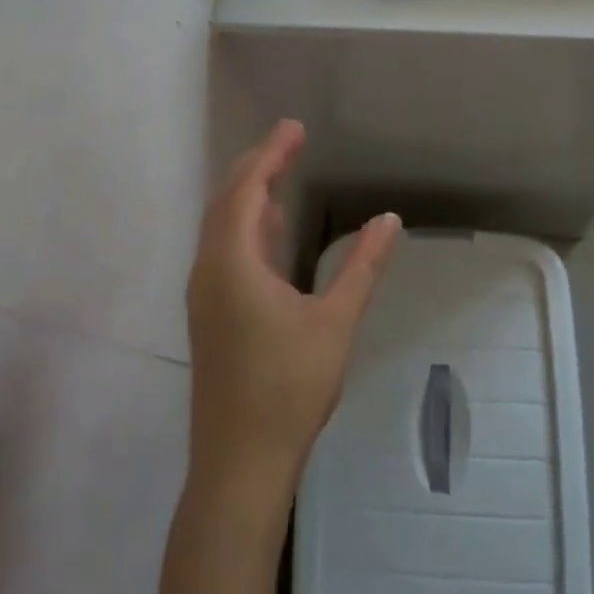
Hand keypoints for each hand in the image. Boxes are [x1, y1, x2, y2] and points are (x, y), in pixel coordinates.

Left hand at [186, 119, 401, 492]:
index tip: (295, 128)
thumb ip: (363, 267)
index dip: (271, 154)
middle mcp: (209, 270)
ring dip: (248, 196)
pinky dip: (246, 227)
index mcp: (233, 263)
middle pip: (228, 201)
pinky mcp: (209, 316)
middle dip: (257, 166)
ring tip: (279, 174)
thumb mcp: (335, 323)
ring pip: (222, 227)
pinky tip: (270, 233)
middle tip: (289, 141)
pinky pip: (224, 251)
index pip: (248, 189)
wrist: (239, 466)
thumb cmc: (288, 389)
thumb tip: (389, 219)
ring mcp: (204, 295)